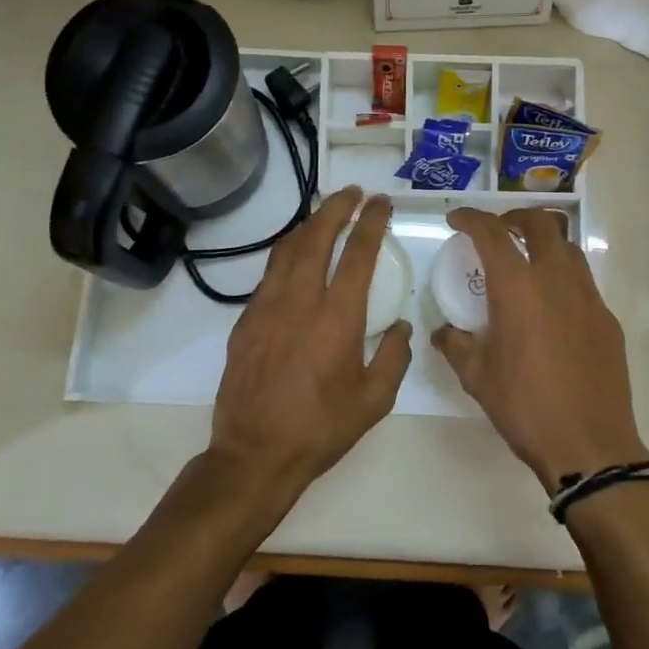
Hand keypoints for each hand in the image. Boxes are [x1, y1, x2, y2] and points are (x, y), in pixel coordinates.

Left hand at [208, 187, 411, 496]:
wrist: (255, 454)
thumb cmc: (321, 429)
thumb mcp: (374, 401)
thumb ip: (394, 358)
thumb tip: (402, 328)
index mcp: (338, 318)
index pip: (358, 253)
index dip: (371, 221)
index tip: (381, 202)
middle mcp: (301, 301)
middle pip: (317, 236)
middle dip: (337, 207)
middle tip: (353, 194)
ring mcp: (267, 307)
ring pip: (287, 249)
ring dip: (309, 225)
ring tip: (325, 215)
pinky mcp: (245, 320)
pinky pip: (269, 274)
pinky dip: (287, 254)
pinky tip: (295, 258)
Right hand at [433, 207, 648, 493]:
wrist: (590, 444)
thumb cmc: (525, 407)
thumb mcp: (477, 377)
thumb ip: (456, 345)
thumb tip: (445, 332)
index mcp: (517, 287)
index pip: (491, 233)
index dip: (471, 218)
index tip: (456, 219)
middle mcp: (555, 279)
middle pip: (540, 223)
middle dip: (515, 217)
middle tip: (498, 231)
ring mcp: (587, 297)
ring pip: (568, 247)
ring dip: (544, 242)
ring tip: (527, 262)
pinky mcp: (607, 319)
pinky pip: (583, 281)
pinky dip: (563, 277)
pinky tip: (552, 307)